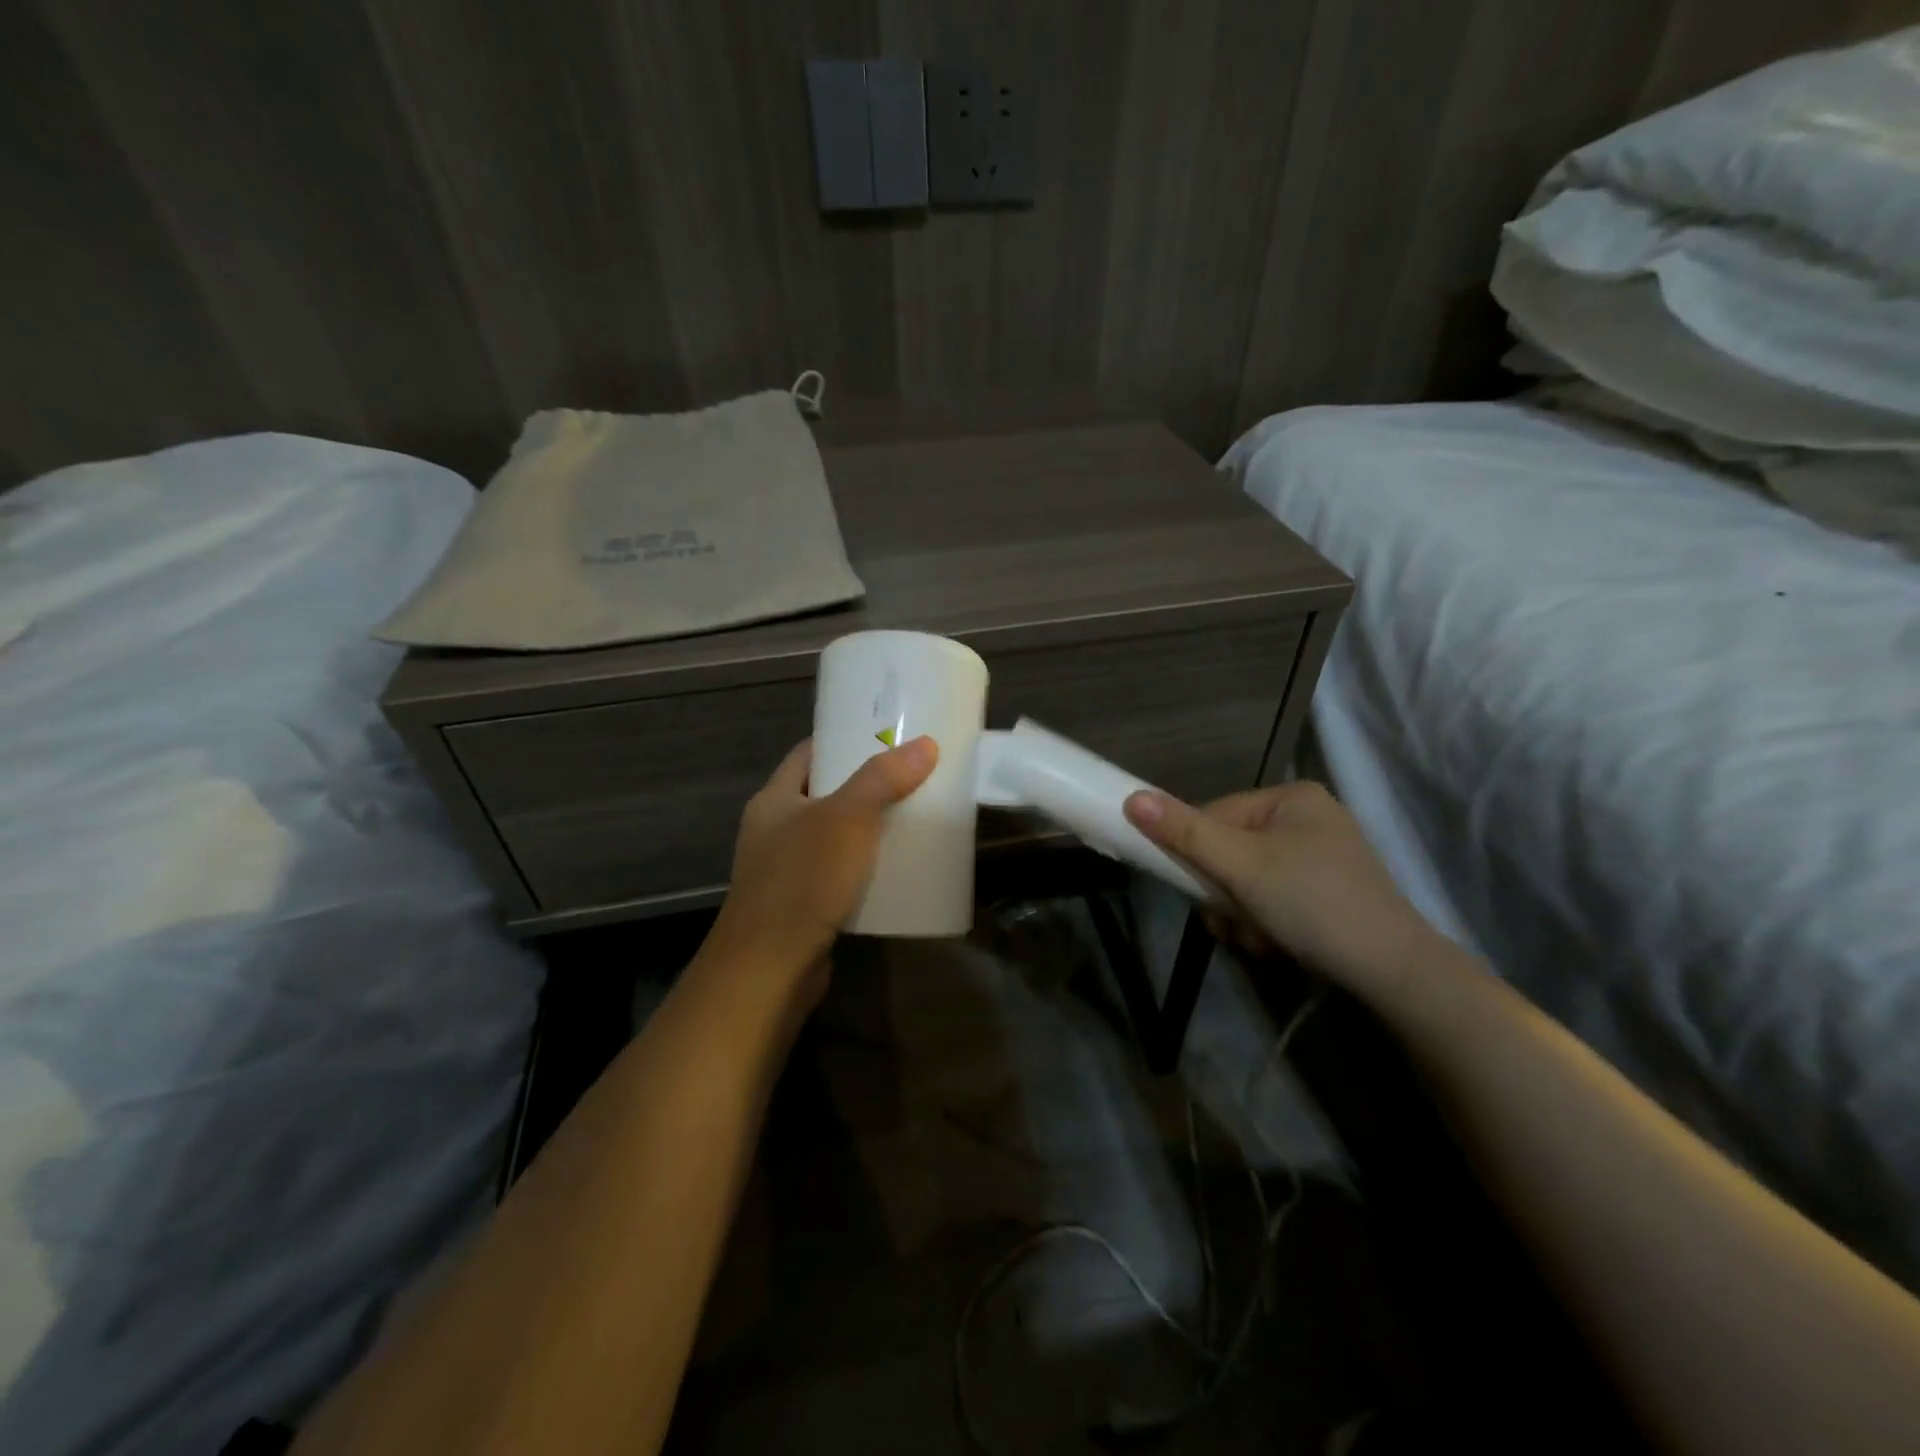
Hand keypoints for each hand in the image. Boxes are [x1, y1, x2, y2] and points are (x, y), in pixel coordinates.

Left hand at [701, 736, 938, 1007]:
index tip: (885, 732)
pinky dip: (865, 867)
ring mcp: (786, 870)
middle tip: (912, 773)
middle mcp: (774, 830)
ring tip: (913, 816)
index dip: (843, 738)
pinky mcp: (802, 905)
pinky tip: (897, 868)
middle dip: (866, 784)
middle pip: (824, 793)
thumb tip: (925, 744)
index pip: (808, 753)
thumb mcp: (846, 819)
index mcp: (774, 800)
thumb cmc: (802, 881)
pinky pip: (839, 873)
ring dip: (868, 828)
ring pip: (834, 836)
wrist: (769, 969)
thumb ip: (883, 779)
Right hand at [1124, 781, 1439, 1000]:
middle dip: (1224, 894)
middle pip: (1230, 851)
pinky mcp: (1328, 893)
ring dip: (1241, 914)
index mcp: (1291, 798)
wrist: (1395, 973)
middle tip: (1235, 923)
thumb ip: (1185, 833)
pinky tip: (1277, 944)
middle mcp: (1307, 819)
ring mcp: (1320, 857)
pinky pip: (1273, 898)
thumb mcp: (1242, 866)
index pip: (1215, 816)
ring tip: (1260, 939)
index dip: (1198, 856)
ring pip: (1247, 880)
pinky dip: (1265, 922)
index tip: (1202, 893)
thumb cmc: (1313, 903)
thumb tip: (1131, 798)